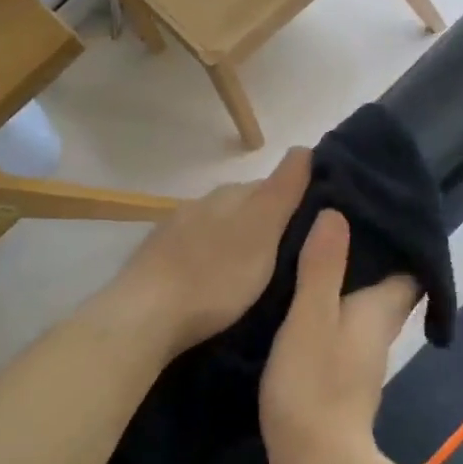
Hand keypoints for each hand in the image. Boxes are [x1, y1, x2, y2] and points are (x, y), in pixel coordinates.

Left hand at [106, 148, 310, 357]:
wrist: (145, 316)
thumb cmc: (215, 275)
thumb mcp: (262, 230)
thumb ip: (283, 190)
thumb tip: (303, 148)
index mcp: (230, 194)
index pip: (272, 185)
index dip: (296, 202)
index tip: (317, 229)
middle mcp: (201, 204)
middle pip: (245, 207)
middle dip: (268, 224)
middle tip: (293, 257)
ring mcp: (175, 232)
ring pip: (219, 229)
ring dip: (239, 244)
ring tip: (259, 275)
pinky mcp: (158, 262)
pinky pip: (197, 253)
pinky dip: (213, 263)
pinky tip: (218, 285)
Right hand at [261, 209, 419, 463]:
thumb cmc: (314, 386)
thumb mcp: (310, 318)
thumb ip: (322, 268)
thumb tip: (337, 213)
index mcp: (380, 310)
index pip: (409, 266)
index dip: (399, 239)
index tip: (373, 208)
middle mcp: (378, 329)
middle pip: (387, 284)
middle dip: (369, 255)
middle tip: (333, 220)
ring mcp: (360, 356)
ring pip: (361, 305)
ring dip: (345, 280)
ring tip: (311, 247)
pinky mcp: (339, 374)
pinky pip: (340, 325)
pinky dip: (327, 306)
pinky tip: (297, 297)